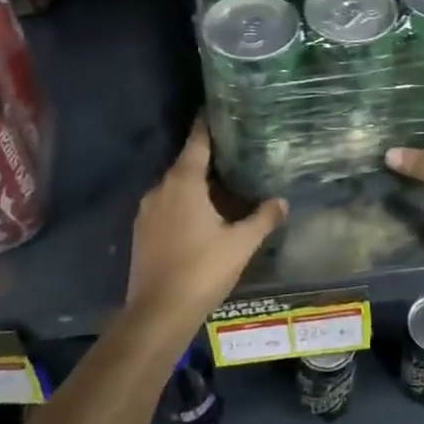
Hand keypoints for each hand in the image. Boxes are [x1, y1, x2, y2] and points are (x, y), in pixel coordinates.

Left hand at [127, 121, 287, 321]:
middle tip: (236, 153)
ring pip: (176, 186)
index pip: (198, 141)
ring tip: (223, 185)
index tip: (220, 110)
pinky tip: (202, 216)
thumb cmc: (202, 270)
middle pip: (187, 163)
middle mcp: (161, 188)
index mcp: (184, 182)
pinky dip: (184, 203)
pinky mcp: (141, 231)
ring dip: (196, 184)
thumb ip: (263, 218)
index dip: (209, 124)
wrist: (157, 313)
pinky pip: (167, 205)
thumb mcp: (241, 244)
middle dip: (209, 158)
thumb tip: (282, 201)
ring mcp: (147, 210)